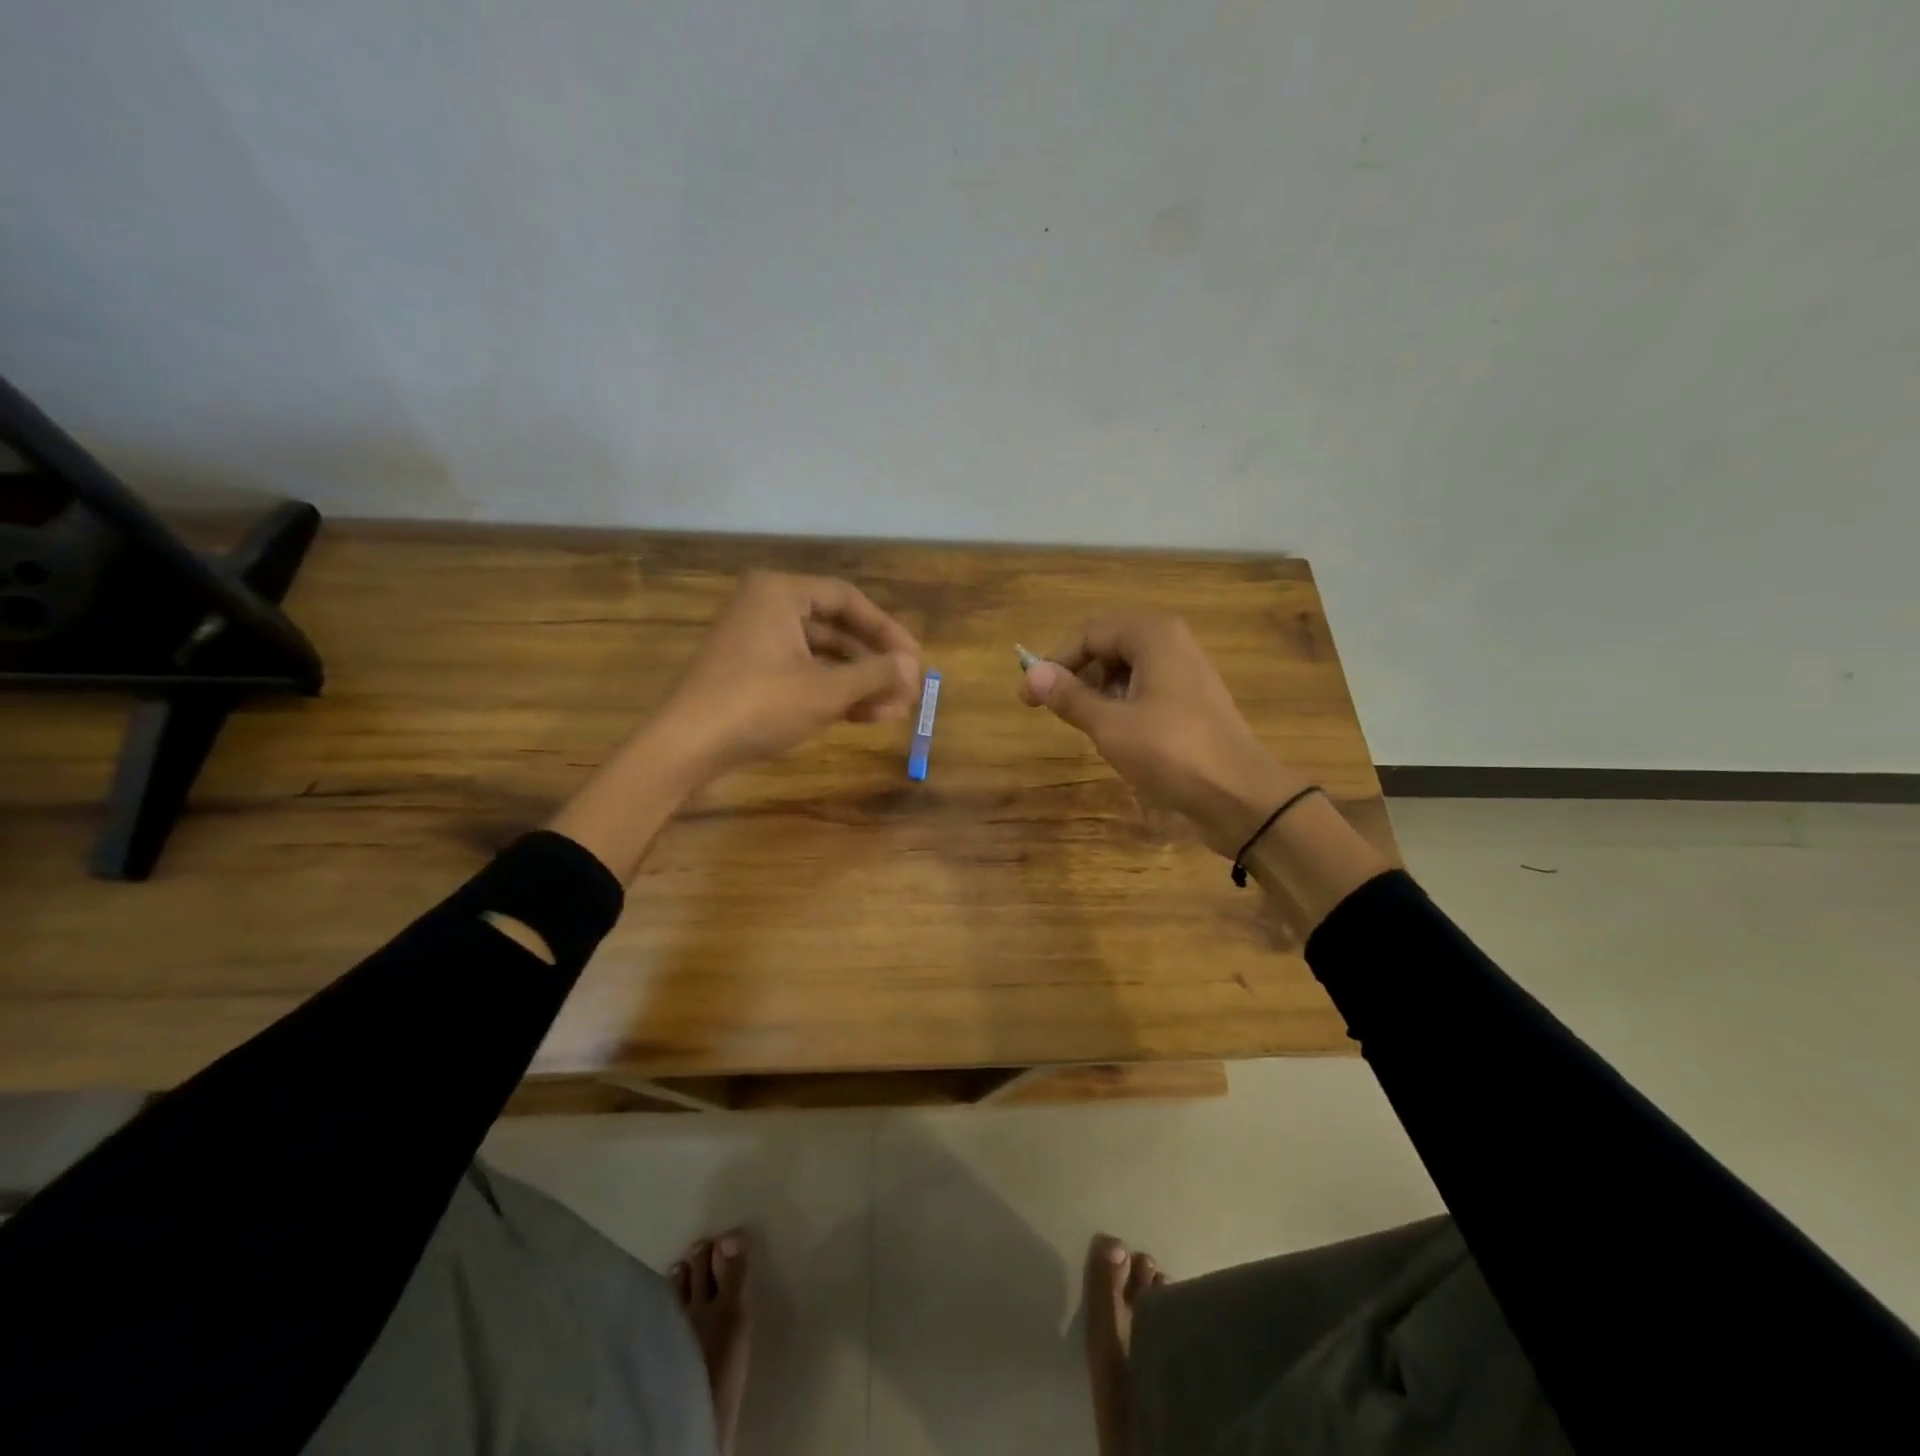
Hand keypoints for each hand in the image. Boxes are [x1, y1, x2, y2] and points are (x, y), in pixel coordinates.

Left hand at [656, 570, 920, 779]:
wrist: (685, 748)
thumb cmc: (758, 705)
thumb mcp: (825, 691)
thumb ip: (874, 674)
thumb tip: (913, 667)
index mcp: (779, 593)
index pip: (848, 599)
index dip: (887, 630)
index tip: (915, 659)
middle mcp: (766, 608)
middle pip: (836, 628)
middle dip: (875, 662)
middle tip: (909, 688)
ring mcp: (756, 643)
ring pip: (821, 656)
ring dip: (859, 682)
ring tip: (896, 710)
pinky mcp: (750, 675)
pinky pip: (802, 674)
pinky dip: (832, 693)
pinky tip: (865, 716)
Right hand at [1020, 613, 1305, 857]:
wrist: (1239, 795)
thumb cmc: (1170, 751)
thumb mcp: (1109, 724)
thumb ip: (1069, 696)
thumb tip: (1032, 673)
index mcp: (1153, 636)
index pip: (1089, 633)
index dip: (1054, 662)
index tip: (1029, 696)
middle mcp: (1172, 644)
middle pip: (1109, 647)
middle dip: (1077, 675)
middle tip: (1052, 709)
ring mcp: (1187, 673)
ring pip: (1127, 671)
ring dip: (1098, 692)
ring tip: (1083, 725)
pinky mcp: (1193, 702)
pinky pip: (1146, 690)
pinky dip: (1122, 705)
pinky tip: (1115, 735)